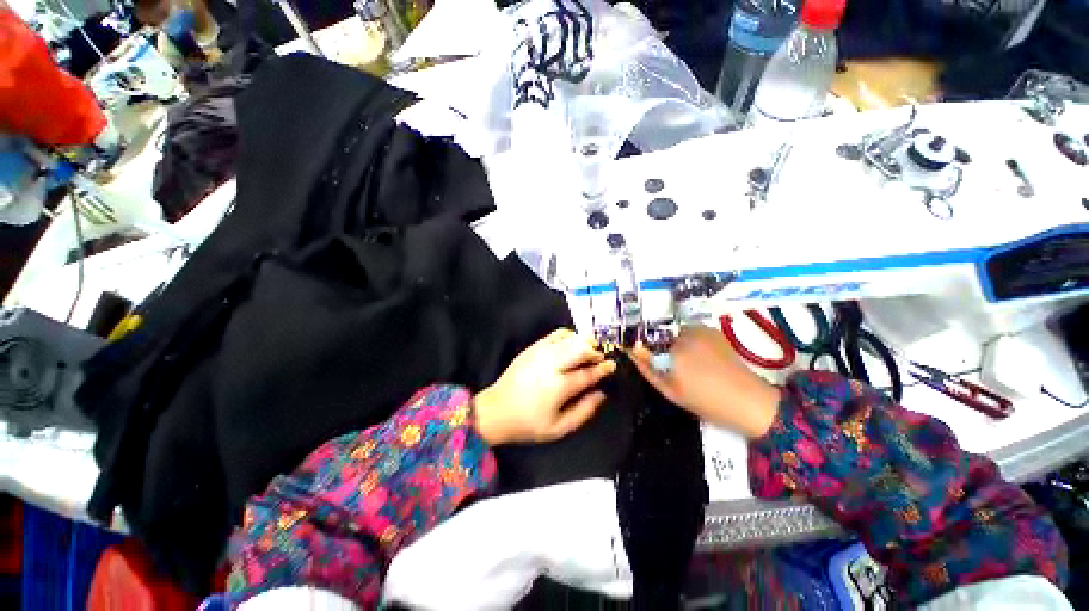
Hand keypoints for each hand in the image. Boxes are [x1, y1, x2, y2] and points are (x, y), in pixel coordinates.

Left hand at [474, 329, 616, 444]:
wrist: (496, 410)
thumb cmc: (528, 423)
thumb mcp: (559, 428)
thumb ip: (584, 411)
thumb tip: (602, 394)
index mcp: (559, 386)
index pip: (588, 373)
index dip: (603, 368)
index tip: (612, 366)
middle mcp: (551, 364)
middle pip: (581, 348)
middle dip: (596, 351)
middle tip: (602, 358)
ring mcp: (541, 352)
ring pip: (570, 338)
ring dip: (584, 342)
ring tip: (590, 350)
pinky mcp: (533, 347)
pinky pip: (556, 334)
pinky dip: (569, 335)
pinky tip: (573, 343)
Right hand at [630, 326, 780, 438]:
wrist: (749, 401)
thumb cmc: (705, 401)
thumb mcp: (670, 391)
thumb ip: (647, 369)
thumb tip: (632, 352)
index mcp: (673, 351)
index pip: (645, 341)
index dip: (643, 348)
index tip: (644, 357)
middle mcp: (685, 335)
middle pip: (661, 335)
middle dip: (660, 347)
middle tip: (671, 366)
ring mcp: (701, 331)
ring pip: (676, 333)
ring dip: (675, 343)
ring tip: (688, 363)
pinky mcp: (713, 332)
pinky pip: (691, 332)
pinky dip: (690, 340)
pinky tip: (700, 357)